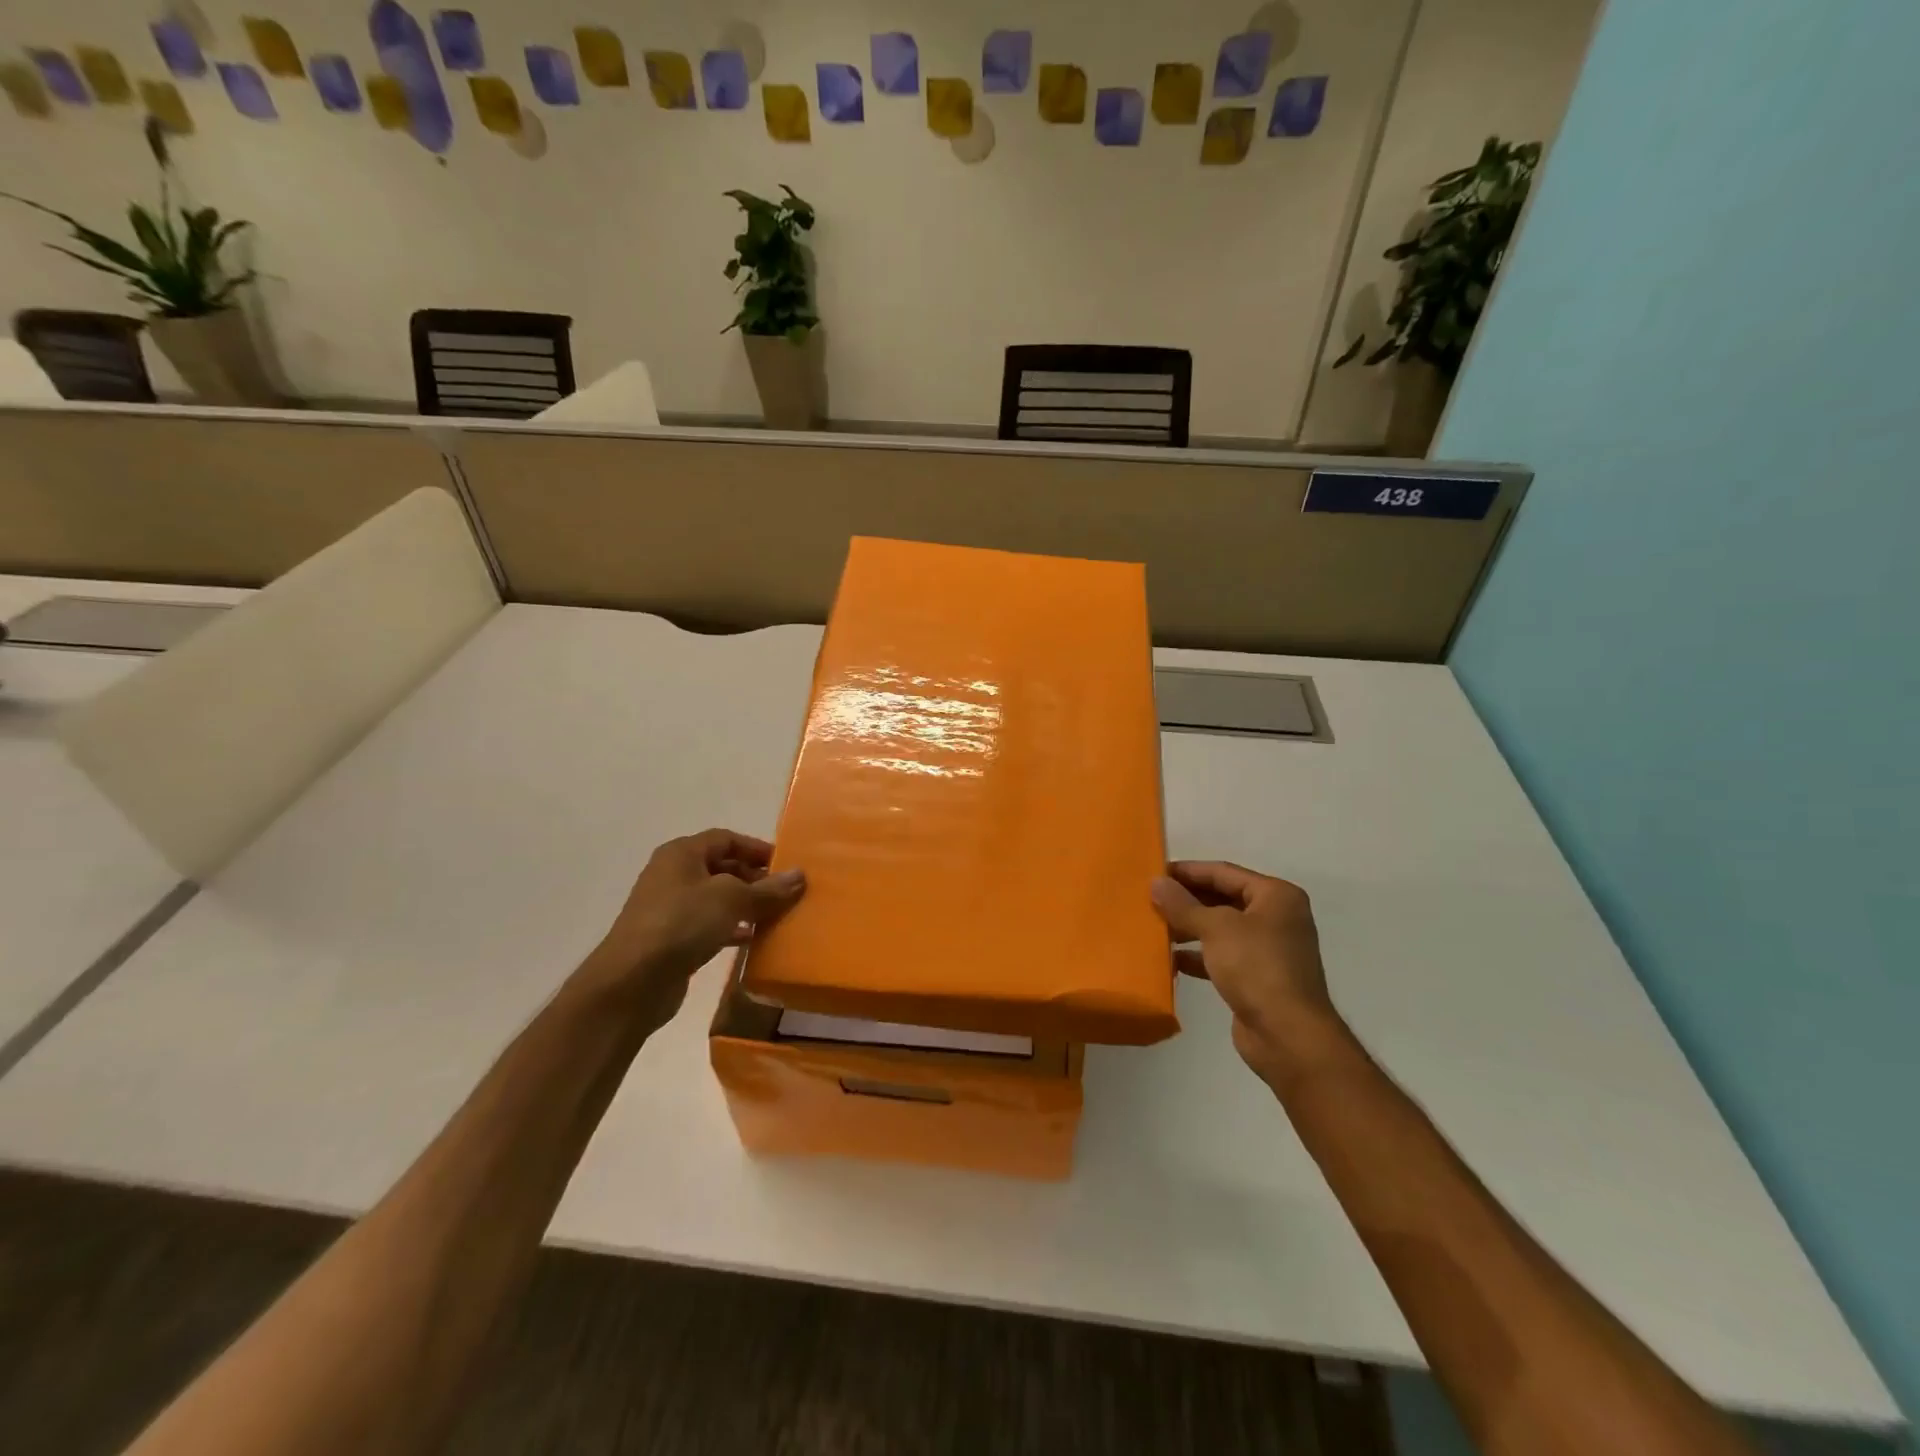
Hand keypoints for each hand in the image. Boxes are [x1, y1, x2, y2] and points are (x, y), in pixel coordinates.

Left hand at [587, 829, 804, 1027]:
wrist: (632, 982)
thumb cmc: (682, 923)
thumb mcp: (731, 899)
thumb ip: (767, 889)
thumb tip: (799, 876)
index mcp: (682, 854)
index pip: (726, 839)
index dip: (757, 848)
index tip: (786, 864)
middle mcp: (673, 875)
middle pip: (722, 867)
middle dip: (754, 877)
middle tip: (785, 892)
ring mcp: (670, 909)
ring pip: (717, 898)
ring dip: (746, 904)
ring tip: (776, 914)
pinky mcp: (672, 940)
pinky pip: (709, 925)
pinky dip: (732, 928)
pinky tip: (753, 938)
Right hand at [1151, 862, 1344, 1081]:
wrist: (1288, 1036)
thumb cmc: (1257, 967)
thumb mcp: (1216, 928)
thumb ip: (1182, 904)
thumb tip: (1156, 882)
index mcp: (1275, 896)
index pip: (1223, 872)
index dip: (1187, 871)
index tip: (1153, 872)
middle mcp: (1275, 918)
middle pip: (1222, 898)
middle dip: (1186, 900)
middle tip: (1149, 899)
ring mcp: (1267, 950)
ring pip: (1219, 929)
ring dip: (1188, 928)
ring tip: (1154, 928)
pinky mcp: (1257, 978)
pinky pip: (1221, 957)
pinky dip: (1197, 956)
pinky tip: (1171, 961)